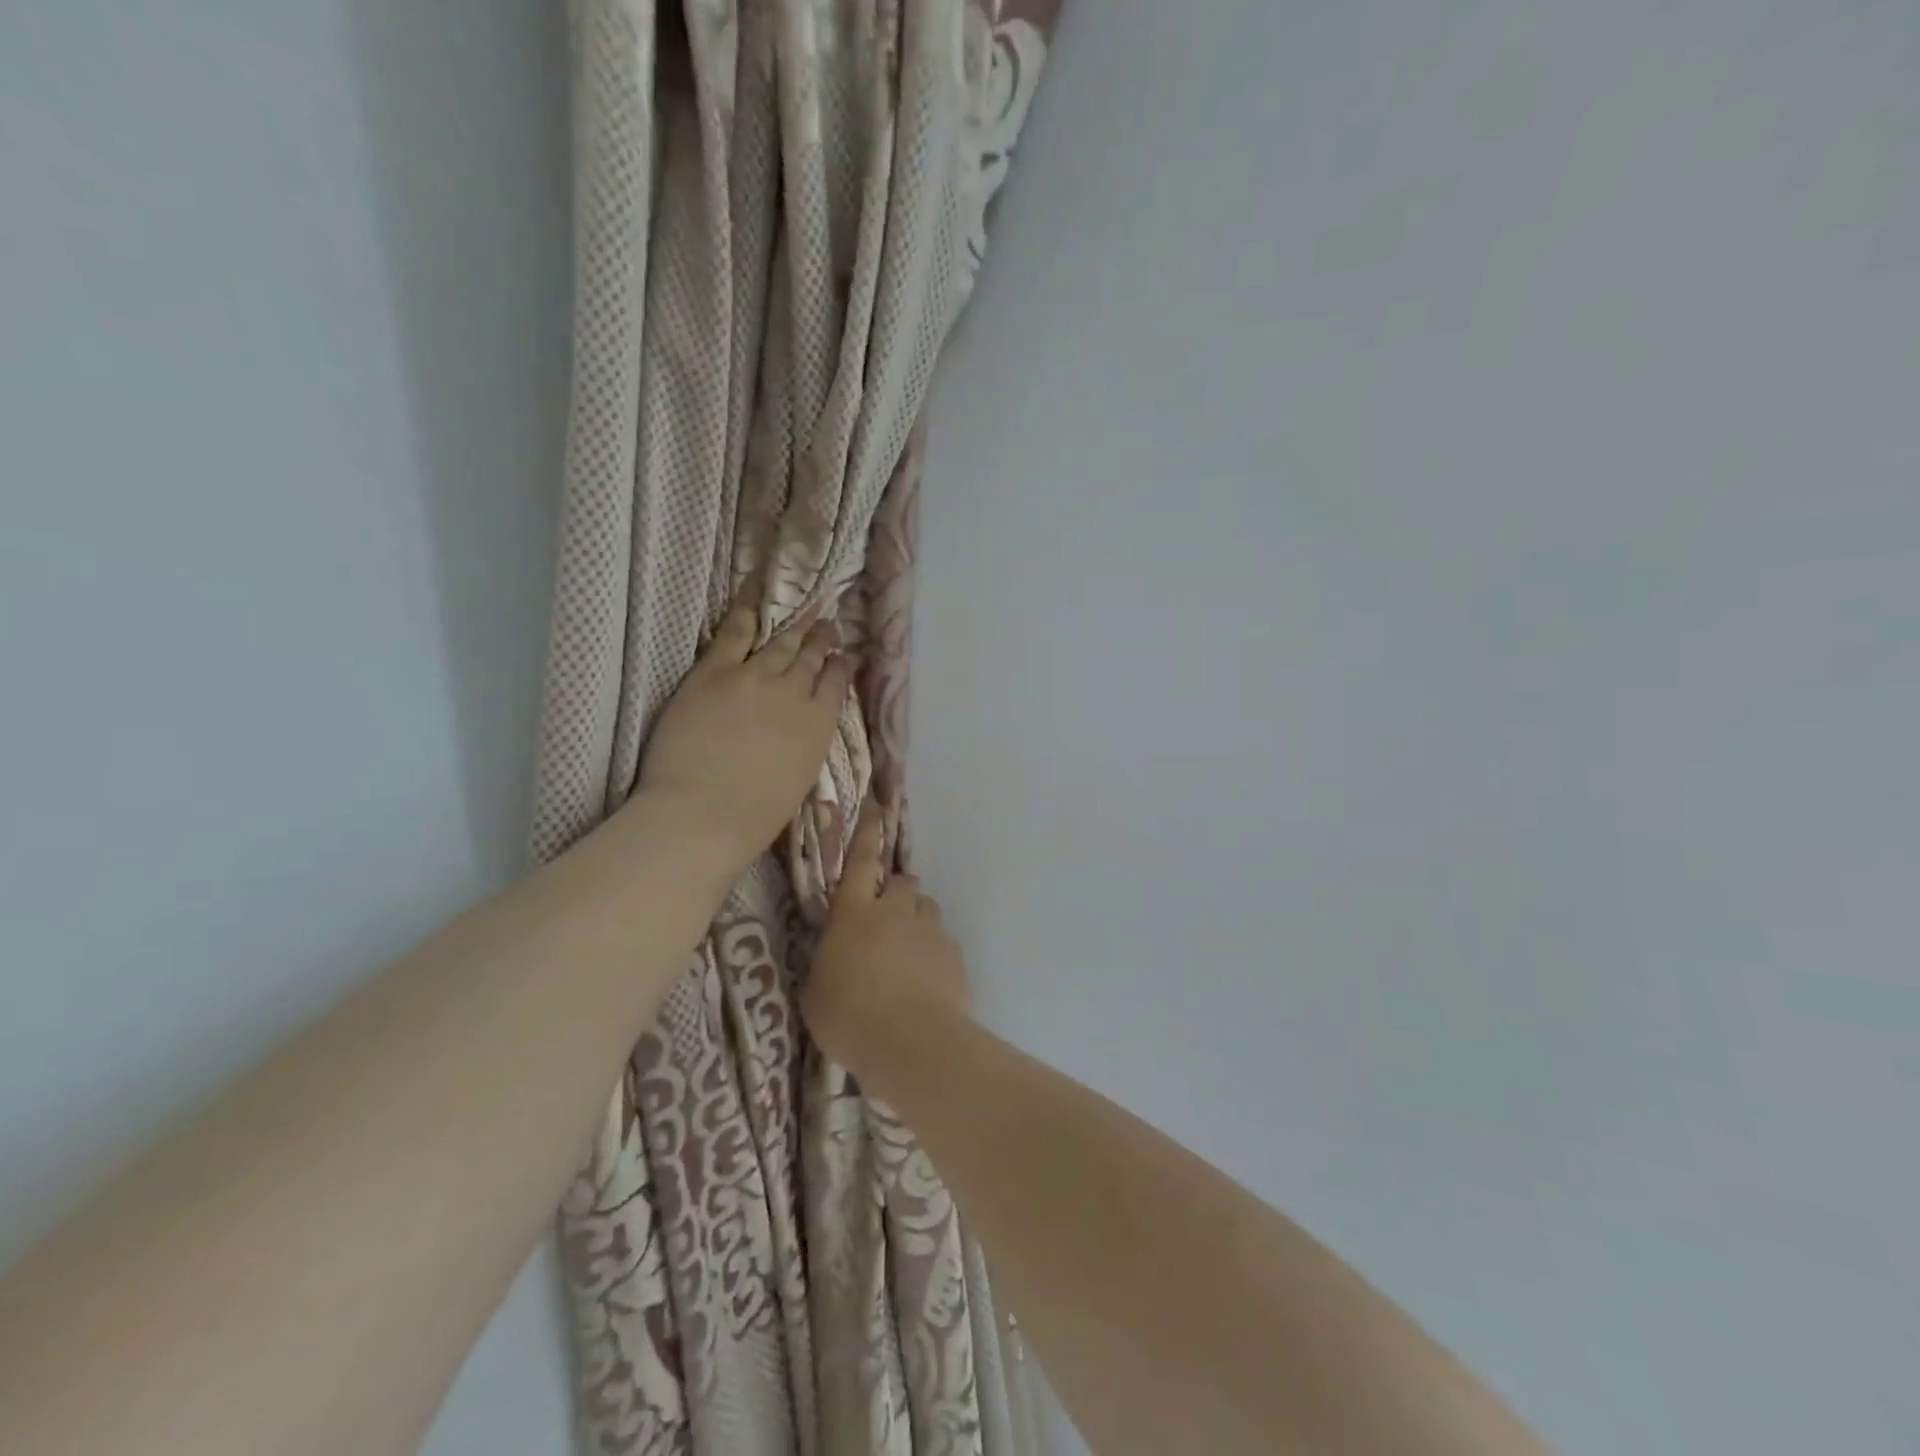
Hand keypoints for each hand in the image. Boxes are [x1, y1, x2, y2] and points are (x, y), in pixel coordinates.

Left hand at [636, 600, 850, 874]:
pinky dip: (746, 614)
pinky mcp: (714, 672)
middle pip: (810, 659)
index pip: (835, 685)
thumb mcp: (800, 779)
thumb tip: (802, 730)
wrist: (703, 813)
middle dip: (820, 641)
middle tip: (827, 625)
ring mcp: (754, 678)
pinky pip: (734, 634)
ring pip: (779, 644)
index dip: (839, 668)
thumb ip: (804, 745)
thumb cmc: (754, 817)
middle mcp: (794, 693)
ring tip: (803, 615)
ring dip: (794, 628)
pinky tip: (754, 602)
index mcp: (818, 726)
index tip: (843, 658)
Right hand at [802, 802, 972, 1073]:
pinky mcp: (955, 955)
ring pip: (925, 909)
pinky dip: (934, 955)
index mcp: (854, 913)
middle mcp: (895, 910)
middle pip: (901, 882)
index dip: (866, 831)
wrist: (912, 1044)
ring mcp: (930, 930)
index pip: (859, 861)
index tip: (876, 803)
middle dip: (894, 894)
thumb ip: (827, 964)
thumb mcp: (816, 993)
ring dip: (916, 921)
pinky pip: (942, 942)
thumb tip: (837, 958)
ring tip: (906, 957)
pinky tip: (927, 986)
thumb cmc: (849, 1018)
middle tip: (883, 925)